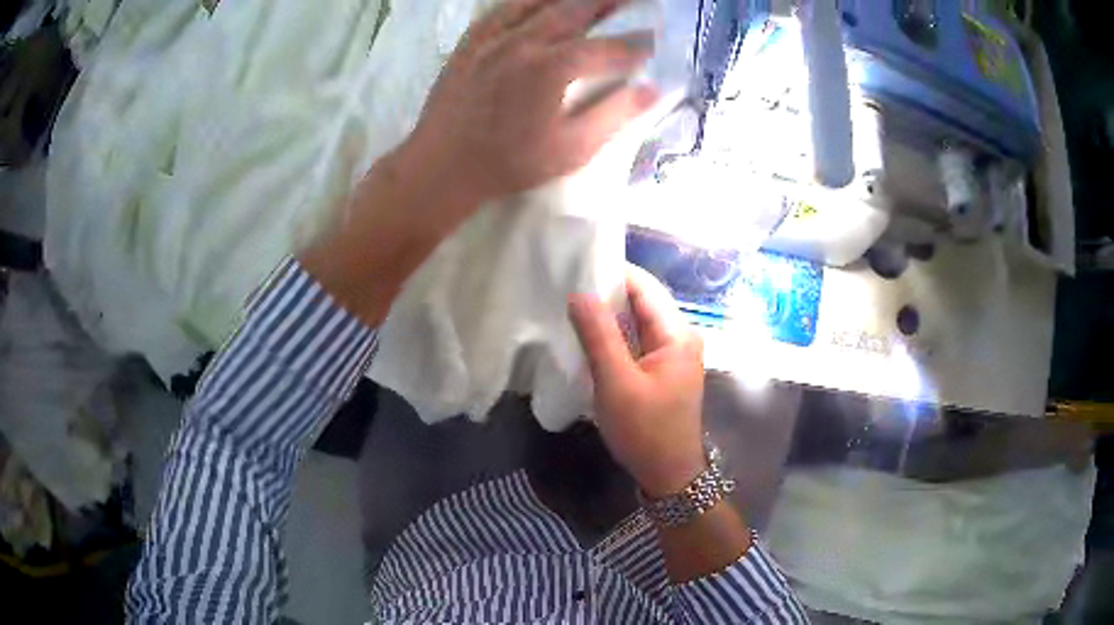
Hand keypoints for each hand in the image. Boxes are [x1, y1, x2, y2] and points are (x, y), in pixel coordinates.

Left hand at [412, 0, 659, 203]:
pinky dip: (527, 0)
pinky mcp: (470, 42)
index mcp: (553, 67)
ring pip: (538, 1)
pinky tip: (539, 1)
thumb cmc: (509, 163)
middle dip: (609, 2)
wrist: (442, 166)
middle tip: (631, 1)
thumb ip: (613, 115)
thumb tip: (652, 90)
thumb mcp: (571, 149)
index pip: (606, 48)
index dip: (634, 46)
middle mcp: (525, 41)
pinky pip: (502, 8)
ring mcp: (493, 37)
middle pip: (576, 8)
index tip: (651, 44)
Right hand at [568, 268, 706, 497]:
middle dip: (608, 292)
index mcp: (677, 334)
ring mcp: (673, 353)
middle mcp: (681, 336)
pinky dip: (616, 335)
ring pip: (639, 321)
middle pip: (643, 301)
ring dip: (610, 314)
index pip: (644, 287)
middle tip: (568, 286)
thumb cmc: (645, 430)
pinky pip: (638, 340)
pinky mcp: (663, 369)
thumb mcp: (617, 383)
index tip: (576, 267)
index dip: (612, 273)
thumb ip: (598, 335)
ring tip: (573, 306)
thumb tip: (580, 292)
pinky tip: (591, 336)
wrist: (668, 474)